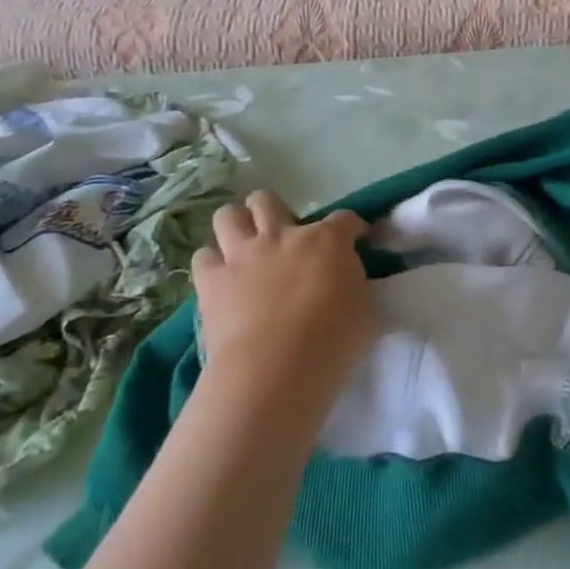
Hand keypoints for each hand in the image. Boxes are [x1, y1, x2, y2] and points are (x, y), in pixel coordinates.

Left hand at [191, 192, 374, 392]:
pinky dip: (212, 263)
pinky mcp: (211, 280)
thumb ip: (357, 284)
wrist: (278, 368)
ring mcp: (243, 254)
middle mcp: (282, 235)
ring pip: (228, 215)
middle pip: (268, 200)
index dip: (353, 227)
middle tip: (285, 237)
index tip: (357, 239)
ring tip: (246, 246)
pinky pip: (203, 256)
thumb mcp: (366, 308)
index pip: (345, 218)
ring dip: (237, 226)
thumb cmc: (334, 340)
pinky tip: (222, 277)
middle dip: (276, 211)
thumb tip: (349, 280)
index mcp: (327, 240)